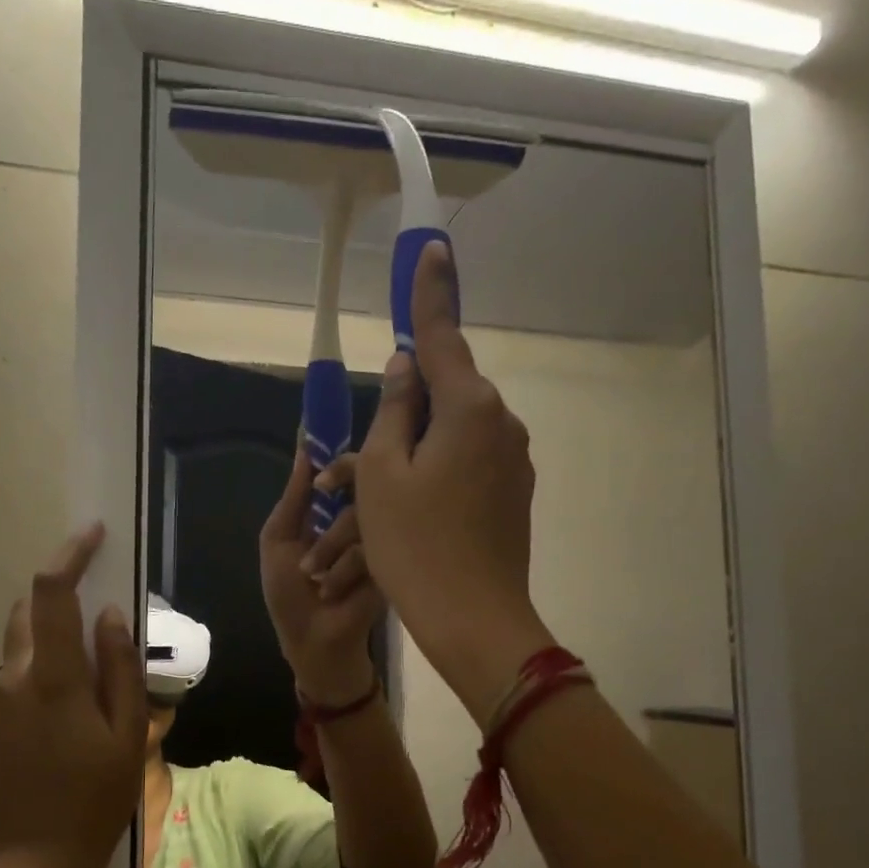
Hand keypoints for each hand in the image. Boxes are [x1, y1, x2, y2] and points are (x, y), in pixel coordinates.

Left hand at [0, 524, 147, 867]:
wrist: (34, 865)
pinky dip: (31, 690)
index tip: (92, 534)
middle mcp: (10, 681)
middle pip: (27, 615)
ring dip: (47, 655)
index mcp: (54, 679)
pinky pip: (7, 690)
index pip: (53, 594)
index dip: (70, 555)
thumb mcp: (129, 735)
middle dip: (58, 606)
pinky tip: (51, 737)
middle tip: (94, 640)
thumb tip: (110, 614)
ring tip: (78, 706)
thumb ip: (120, 668)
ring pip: (18, 655)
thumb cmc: (96, 799)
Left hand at [260, 442, 383, 704]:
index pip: (339, 469)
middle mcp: (356, 517)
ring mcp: (378, 538)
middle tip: (326, 498)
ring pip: (362, 514)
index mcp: (328, 509)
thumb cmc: (289, 593)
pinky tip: (332, 590)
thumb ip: (294, 496)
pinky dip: (345, 568)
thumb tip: (304, 447)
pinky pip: (372, 545)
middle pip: (360, 480)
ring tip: (313, 576)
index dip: (334, 453)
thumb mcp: (279, 539)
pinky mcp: (393, 560)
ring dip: (329, 547)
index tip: (329, 433)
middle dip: (339, 488)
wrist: (315, 641)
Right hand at [348, 241, 552, 719]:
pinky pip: (466, 464)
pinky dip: (435, 473)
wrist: (472, 619)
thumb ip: (395, 410)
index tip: (432, 248)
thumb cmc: (414, 544)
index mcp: (469, 408)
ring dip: (413, 450)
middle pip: (445, 393)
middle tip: (356, 459)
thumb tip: (406, 367)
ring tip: (372, 499)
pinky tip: (409, 512)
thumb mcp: (382, 474)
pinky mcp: (513, 494)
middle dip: (403, 409)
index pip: (442, 336)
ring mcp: (513, 461)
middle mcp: (501, 424)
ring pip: (452, 435)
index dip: (429, 292)